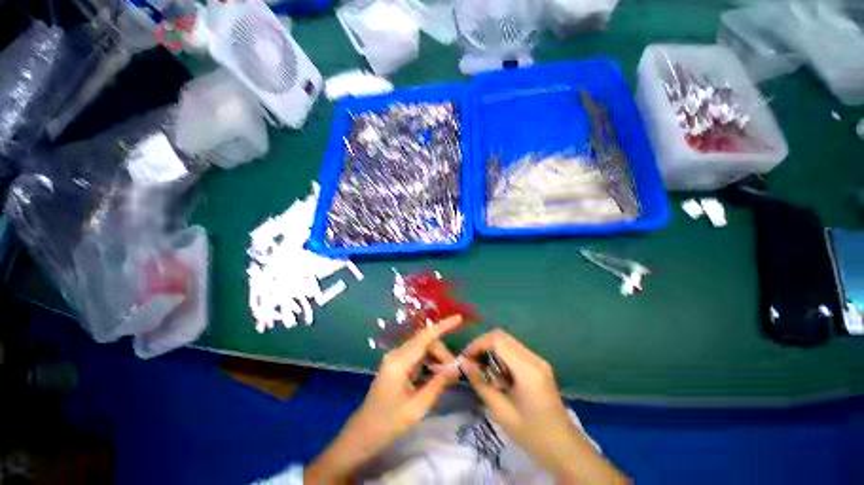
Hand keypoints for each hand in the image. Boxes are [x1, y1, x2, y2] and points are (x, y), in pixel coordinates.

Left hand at [305, 315, 462, 483]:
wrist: (362, 434)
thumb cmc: (388, 424)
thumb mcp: (417, 407)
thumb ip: (437, 384)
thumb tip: (456, 367)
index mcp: (399, 362)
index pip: (425, 337)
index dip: (442, 326)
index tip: (458, 318)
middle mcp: (396, 354)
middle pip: (425, 342)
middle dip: (442, 352)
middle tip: (456, 370)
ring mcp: (395, 358)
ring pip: (422, 348)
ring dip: (436, 357)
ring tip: (449, 373)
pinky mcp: (396, 364)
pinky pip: (416, 355)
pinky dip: (429, 361)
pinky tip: (437, 373)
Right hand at [462, 330, 626, 483]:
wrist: (564, 448)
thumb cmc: (531, 434)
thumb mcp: (500, 411)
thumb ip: (480, 382)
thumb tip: (463, 362)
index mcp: (527, 369)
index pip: (498, 340)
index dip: (478, 344)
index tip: (465, 357)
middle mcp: (534, 358)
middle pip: (502, 336)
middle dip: (482, 344)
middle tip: (470, 361)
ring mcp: (538, 360)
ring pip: (507, 341)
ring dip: (491, 349)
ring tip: (480, 367)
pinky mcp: (539, 364)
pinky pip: (514, 350)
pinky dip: (500, 355)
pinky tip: (496, 372)